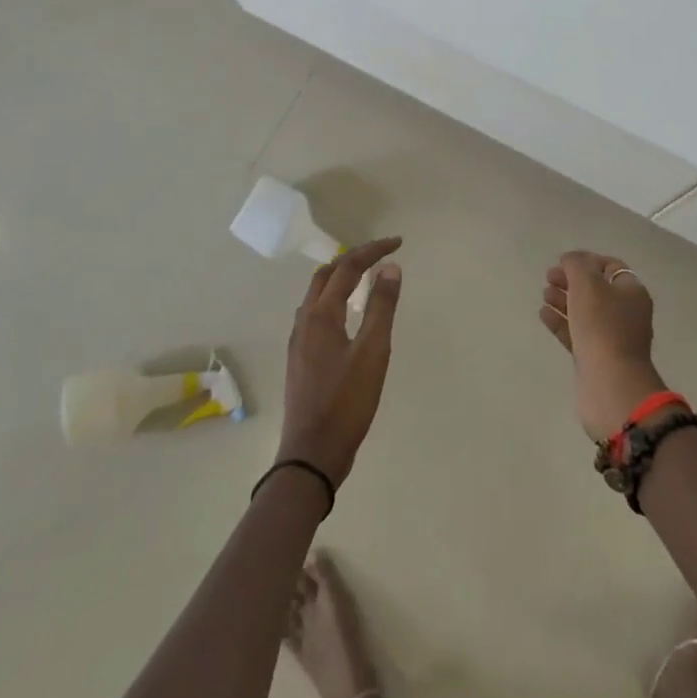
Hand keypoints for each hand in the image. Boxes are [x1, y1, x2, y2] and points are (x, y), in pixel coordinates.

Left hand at [278, 238, 403, 484]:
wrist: (311, 454)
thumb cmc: (346, 402)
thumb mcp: (373, 353)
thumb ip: (382, 307)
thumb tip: (390, 267)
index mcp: (321, 314)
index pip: (347, 267)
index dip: (372, 250)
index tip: (397, 243)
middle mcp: (305, 320)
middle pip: (327, 274)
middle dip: (354, 258)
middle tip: (382, 255)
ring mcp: (299, 340)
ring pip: (317, 293)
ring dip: (341, 276)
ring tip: (366, 277)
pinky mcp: (300, 357)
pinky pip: (315, 312)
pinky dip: (334, 298)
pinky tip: (347, 313)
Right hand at [539, 251, 668, 439]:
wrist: (610, 383)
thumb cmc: (602, 325)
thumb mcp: (587, 283)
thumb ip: (576, 264)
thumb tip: (570, 260)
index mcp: (631, 292)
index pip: (610, 267)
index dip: (587, 260)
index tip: (563, 261)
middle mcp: (626, 313)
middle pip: (596, 289)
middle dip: (572, 280)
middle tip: (549, 277)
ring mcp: (612, 337)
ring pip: (585, 311)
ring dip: (564, 300)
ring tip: (544, 294)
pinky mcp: (596, 358)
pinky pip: (577, 333)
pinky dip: (561, 321)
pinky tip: (544, 314)